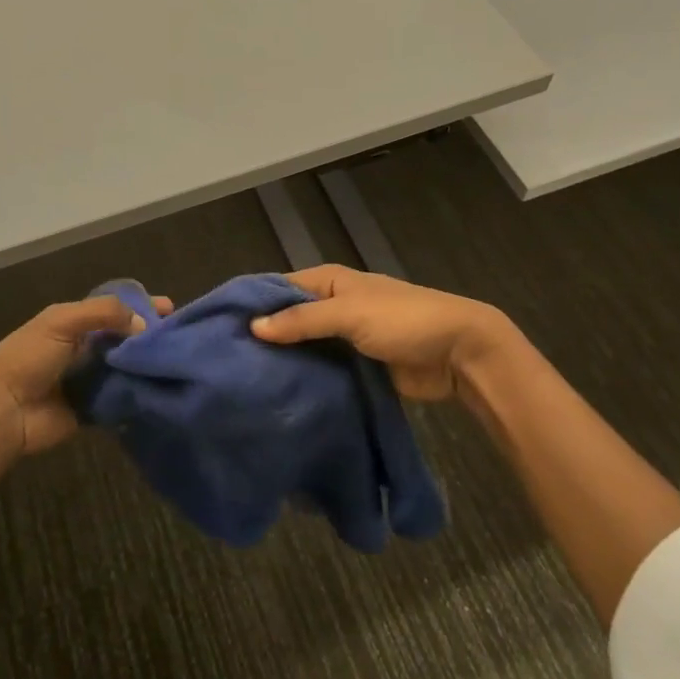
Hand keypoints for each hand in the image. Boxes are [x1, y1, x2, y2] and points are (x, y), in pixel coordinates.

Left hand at [0, 294, 172, 458]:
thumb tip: (143, 324)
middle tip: (180, 338)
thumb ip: (103, 314)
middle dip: (150, 336)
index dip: (141, 306)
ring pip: (127, 367)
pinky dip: (139, 393)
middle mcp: (85, 348)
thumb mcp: (62, 321)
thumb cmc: (29, 358)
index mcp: (74, 322)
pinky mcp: (94, 408)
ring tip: (179, 362)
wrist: (4, 410)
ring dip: (147, 365)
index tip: (171, 308)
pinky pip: (122, 398)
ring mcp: (90, 379)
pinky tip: (165, 389)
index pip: (115, 309)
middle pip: (125, 338)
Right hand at [250, 265, 519, 402]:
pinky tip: (279, 396)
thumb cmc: (403, 320)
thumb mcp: (349, 313)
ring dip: (284, 362)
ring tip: (244, 384)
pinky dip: (305, 379)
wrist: (460, 353)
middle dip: (265, 337)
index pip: (280, 287)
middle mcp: (333, 305)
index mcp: (330, 281)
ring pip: (304, 348)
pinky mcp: (356, 367)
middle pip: (289, 319)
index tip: (219, 327)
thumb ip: (302, 320)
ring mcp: (344, 338)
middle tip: (226, 363)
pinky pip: (323, 370)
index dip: (253, 304)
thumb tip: (253, 326)